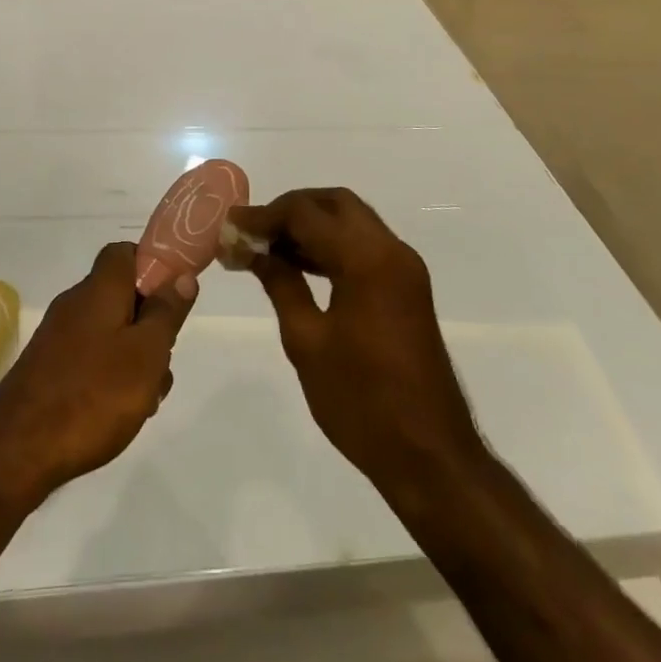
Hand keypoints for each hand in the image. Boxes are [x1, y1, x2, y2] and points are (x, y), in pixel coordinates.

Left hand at [0, 243, 194, 504]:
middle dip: (149, 325)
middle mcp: (75, 304)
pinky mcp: (47, 368)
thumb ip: (166, 313)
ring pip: (109, 332)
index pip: (124, 253)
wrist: (17, 451)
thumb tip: (182, 275)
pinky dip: (109, 376)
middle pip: (121, 296)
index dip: (152, 266)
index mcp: (99, 290)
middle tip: (162, 362)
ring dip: (133, 357)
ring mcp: (58, 337)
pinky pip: (90, 358)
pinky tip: (117, 414)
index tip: (172, 298)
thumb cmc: (93, 395)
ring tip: (145, 400)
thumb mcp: (146, 354)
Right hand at [232, 189, 481, 499]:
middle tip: (253, 232)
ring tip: (266, 248)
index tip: (229, 227)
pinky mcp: (407, 287)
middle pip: (334, 204)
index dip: (264, 215)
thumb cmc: (362, 402)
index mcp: (367, 259)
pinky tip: (299, 265)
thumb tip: (253, 249)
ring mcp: (404, 268)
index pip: (306, 213)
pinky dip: (331, 245)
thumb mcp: (307, 341)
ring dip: (311, 226)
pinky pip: (364, 246)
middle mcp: (391, 250)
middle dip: (290, 210)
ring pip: (351, 221)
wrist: (431, 458)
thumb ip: (280, 283)